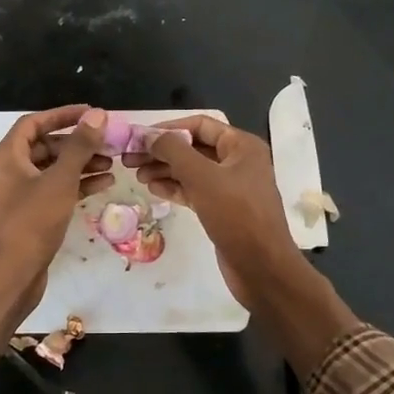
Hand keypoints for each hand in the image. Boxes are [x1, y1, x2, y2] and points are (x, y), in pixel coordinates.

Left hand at [0, 105, 111, 295]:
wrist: (10, 275)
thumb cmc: (32, 222)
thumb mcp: (60, 180)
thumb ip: (80, 146)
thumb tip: (97, 114)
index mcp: (9, 156)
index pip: (34, 123)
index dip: (62, 115)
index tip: (91, 113)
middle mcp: (12, 170)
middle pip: (46, 146)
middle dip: (78, 143)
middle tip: (108, 142)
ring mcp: (21, 194)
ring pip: (54, 169)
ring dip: (81, 164)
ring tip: (112, 163)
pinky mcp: (32, 215)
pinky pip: (56, 190)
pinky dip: (77, 184)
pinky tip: (104, 184)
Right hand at [132, 115, 359, 378]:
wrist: (262, 268)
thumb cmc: (236, 215)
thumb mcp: (203, 177)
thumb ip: (174, 151)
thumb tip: (151, 136)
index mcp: (241, 146)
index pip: (200, 124)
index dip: (168, 128)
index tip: (139, 137)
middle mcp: (238, 161)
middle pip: (193, 147)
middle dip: (162, 151)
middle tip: (130, 158)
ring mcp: (231, 186)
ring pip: (192, 170)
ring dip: (164, 169)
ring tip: (136, 174)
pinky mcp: (223, 209)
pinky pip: (195, 190)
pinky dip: (174, 187)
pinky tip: (152, 188)